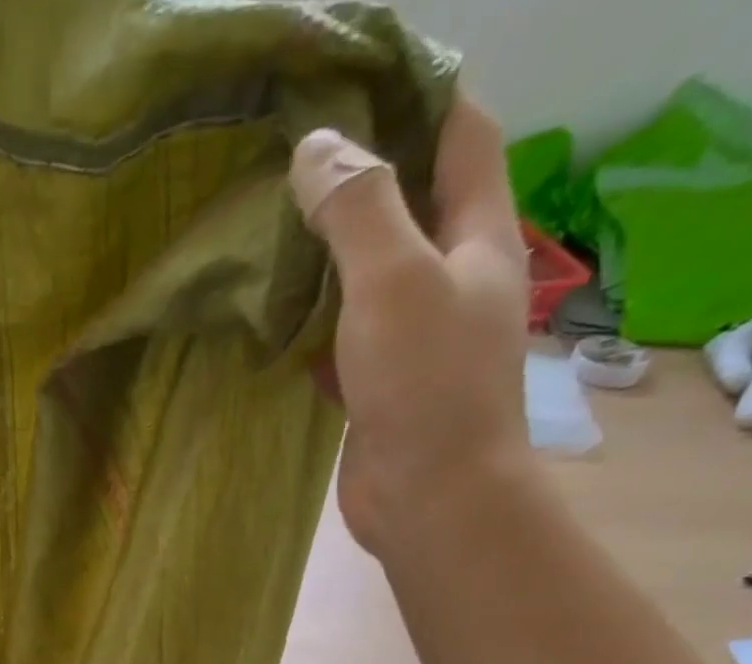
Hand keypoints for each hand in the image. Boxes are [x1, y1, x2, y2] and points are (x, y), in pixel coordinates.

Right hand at [290, 98, 530, 554]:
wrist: (431, 497)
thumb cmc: (426, 384)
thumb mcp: (393, 279)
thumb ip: (359, 208)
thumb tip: (317, 147)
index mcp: (478, 235)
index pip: (461, 132)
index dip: (420, 92)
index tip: (356, 79)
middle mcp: (455, 278)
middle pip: (412, 203)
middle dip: (361, 175)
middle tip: (294, 157)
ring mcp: (417, 337)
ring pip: (372, 275)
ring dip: (331, 253)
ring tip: (273, 228)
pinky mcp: (383, 385)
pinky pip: (347, 336)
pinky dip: (316, 322)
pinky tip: (278, 317)